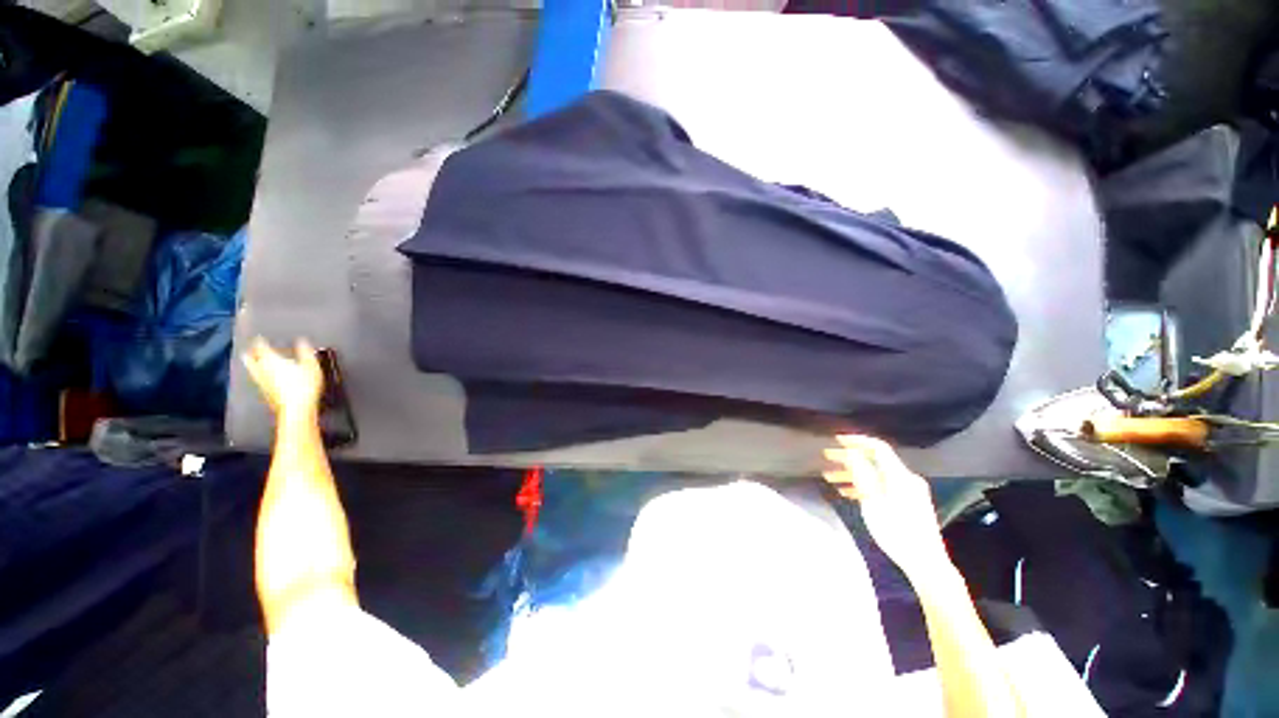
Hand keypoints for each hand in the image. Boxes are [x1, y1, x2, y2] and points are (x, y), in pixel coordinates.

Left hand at [242, 338, 323, 418]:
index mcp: (272, 360)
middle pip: (252, 360)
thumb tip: (302, 341)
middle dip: (250, 354)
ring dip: (251, 366)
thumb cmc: (304, 385)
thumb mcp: (311, 365)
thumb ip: (305, 352)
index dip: (260, 341)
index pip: (262, 347)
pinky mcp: (265, 394)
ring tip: (250, 362)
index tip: (258, 338)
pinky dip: (259, 377)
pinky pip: (259, 381)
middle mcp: (263, 370)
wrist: (296, 409)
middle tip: (248, 350)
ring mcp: (262, 383)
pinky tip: (263, 379)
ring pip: (253, 371)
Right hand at [824, 435, 949, 579]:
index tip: (836, 440)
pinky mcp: (907, 503)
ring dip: (852, 474)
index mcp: (899, 475)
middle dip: (849, 458)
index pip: (877, 447)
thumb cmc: (896, 531)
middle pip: (874, 460)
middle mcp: (905, 478)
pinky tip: (847, 493)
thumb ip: (862, 474)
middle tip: (827, 458)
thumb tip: (851, 452)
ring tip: (830, 478)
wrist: (926, 563)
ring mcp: (908, 491)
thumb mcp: (873, 501)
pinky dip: (864, 486)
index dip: (856, 440)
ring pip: (876, 475)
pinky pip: (882, 487)